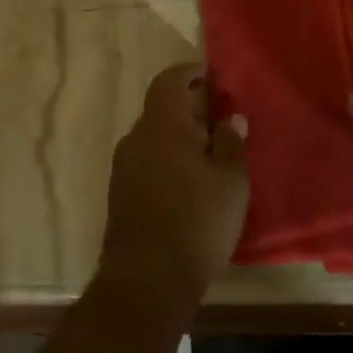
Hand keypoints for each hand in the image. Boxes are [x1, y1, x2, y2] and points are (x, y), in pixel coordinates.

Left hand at [98, 62, 248, 312]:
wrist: (147, 280)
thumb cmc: (197, 222)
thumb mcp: (231, 181)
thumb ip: (232, 143)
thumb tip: (231, 118)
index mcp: (162, 126)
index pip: (169, 81)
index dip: (190, 72)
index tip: (212, 74)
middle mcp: (137, 139)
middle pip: (161, 108)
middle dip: (190, 106)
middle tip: (221, 115)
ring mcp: (124, 167)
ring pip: (155, 136)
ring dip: (180, 135)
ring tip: (211, 148)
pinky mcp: (121, 193)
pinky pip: (148, 159)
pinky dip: (169, 157)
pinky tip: (191, 178)